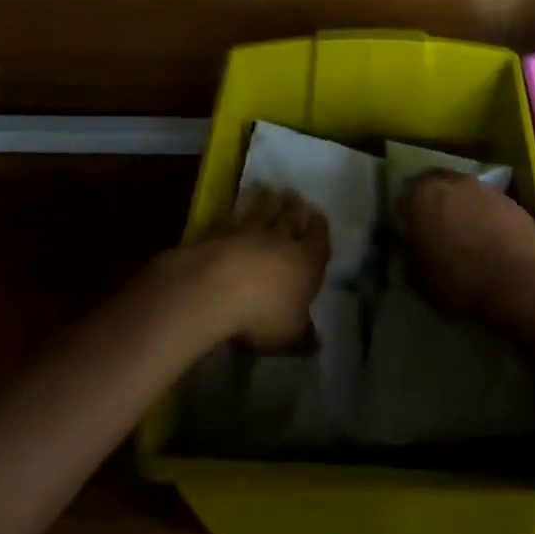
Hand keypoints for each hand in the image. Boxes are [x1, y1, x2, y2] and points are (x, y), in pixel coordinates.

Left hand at [146, 186, 330, 352]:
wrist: (215, 288)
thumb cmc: (263, 314)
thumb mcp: (290, 335)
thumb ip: (304, 336)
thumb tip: (317, 342)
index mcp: (307, 262)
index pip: (318, 240)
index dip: (319, 228)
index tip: (317, 214)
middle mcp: (281, 241)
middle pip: (290, 219)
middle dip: (294, 208)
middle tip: (294, 195)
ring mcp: (248, 232)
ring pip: (261, 212)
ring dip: (266, 201)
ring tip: (268, 190)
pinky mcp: (219, 232)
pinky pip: (232, 218)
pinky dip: (236, 211)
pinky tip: (234, 210)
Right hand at [398, 170, 534, 329]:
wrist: (518, 286)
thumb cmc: (457, 281)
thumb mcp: (417, 276)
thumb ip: (411, 253)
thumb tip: (413, 246)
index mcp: (422, 195)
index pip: (404, 196)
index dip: (406, 214)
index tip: (409, 231)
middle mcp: (454, 182)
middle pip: (438, 186)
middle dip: (435, 203)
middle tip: (436, 228)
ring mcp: (487, 190)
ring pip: (467, 194)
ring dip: (464, 208)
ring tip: (467, 236)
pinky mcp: (515, 204)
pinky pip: (492, 208)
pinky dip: (488, 219)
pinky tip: (492, 243)